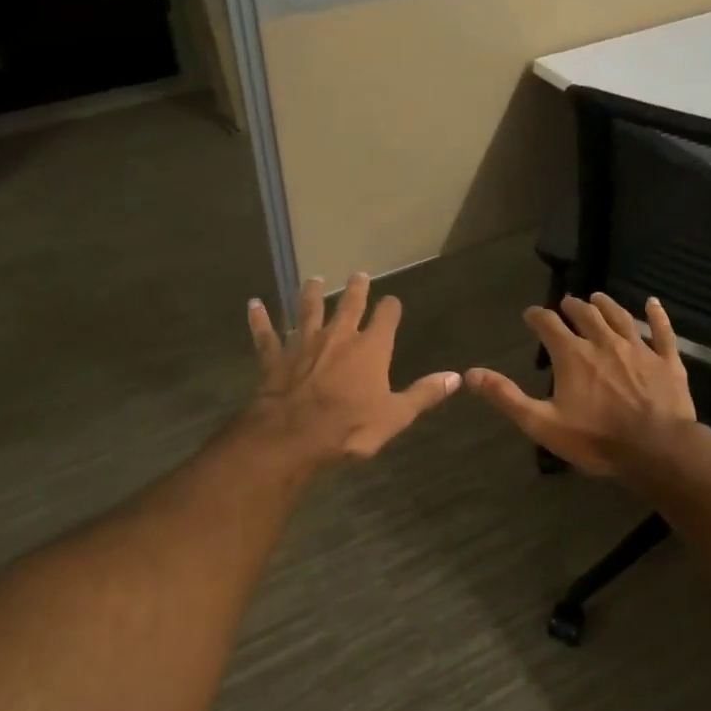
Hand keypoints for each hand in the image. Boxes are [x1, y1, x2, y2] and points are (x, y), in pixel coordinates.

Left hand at [245, 274, 459, 464]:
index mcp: (371, 348)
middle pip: (349, 304)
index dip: (391, 308)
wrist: (293, 436)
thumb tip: (458, 377)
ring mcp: (303, 343)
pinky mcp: (275, 357)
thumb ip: (424, 394)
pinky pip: (266, 335)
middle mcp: (338, 336)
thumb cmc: (350, 427)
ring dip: (309, 293)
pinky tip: (253, 305)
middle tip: (358, 274)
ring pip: (307, 310)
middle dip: (356, 289)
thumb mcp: (396, 415)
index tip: (392, 301)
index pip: (386, 317)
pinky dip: (259, 320)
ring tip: (312, 278)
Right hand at [465, 293, 697, 478]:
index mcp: (573, 355)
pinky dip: (657, 315)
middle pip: (586, 314)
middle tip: (566, 304)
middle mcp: (604, 342)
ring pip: (620, 317)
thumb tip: (470, 374)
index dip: (536, 317)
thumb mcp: (542, 423)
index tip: (530, 315)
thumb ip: (507, 396)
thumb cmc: (596, 439)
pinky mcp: (667, 361)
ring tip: (597, 297)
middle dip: (572, 307)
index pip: (548, 324)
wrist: (656, 449)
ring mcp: (639, 349)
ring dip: (606, 305)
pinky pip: (662, 331)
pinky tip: (653, 303)